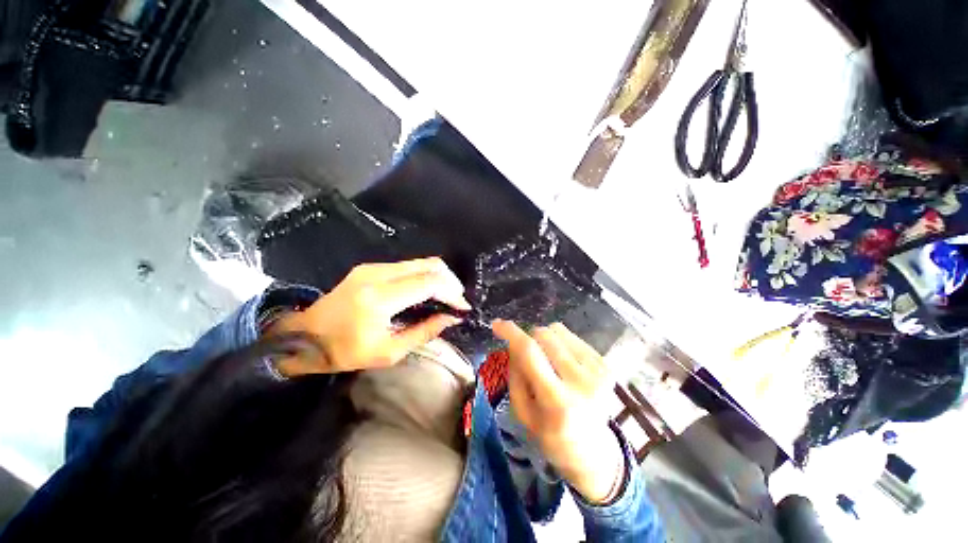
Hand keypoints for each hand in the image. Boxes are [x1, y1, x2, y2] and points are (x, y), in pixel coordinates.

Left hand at [272, 258, 469, 374]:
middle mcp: (378, 274)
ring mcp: (373, 266)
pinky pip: (408, 266)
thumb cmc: (344, 351)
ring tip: (445, 297)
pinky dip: (424, 276)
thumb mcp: (389, 352)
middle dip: (450, 280)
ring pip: (420, 262)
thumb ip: (425, 332)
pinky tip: (426, 292)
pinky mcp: (370, 266)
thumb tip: (451, 318)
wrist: (304, 336)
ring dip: (438, 277)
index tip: (463, 307)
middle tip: (457, 300)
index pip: (429, 284)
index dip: (452, 293)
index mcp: (380, 298)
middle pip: (429, 265)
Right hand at [492, 320, 624, 504]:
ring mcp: (598, 371)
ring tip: (548, 362)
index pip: (530, 354)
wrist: (593, 451)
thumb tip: (514, 342)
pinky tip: (563, 363)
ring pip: (558, 330)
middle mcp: (582, 382)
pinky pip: (572, 336)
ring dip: (545, 340)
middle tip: (528, 357)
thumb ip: (515, 374)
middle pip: (544, 335)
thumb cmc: (550, 434)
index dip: (511, 333)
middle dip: (528, 339)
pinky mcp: (606, 364)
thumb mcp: (522, 412)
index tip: (497, 324)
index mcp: (557, 402)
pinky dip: (560, 343)